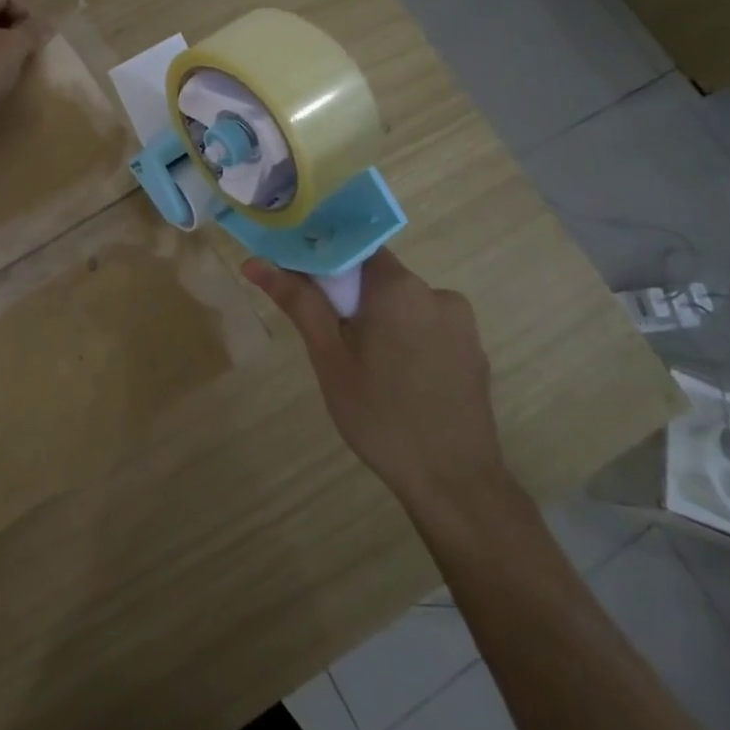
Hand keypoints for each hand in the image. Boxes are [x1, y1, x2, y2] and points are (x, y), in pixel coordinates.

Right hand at [243, 250, 507, 516]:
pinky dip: (405, 340)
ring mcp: (462, 324)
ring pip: (403, 305)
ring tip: (362, 366)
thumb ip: (298, 301)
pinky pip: (427, 328)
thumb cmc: (380, 415)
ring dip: (379, 320)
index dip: (326, 258)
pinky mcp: (473, 352)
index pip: (356, 247)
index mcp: (400, 287)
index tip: (303, 283)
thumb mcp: (328, 356)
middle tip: (329, 338)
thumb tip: (255, 262)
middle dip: (350, 297)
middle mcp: (438, 293)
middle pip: (380, 277)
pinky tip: (395, 380)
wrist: (454, 483)